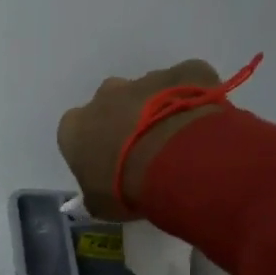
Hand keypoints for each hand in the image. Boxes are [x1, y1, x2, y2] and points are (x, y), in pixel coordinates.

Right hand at [57, 59, 224, 220]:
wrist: (177, 161)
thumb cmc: (125, 187)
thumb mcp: (99, 203)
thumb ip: (94, 193)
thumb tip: (97, 194)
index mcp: (75, 128)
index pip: (75, 131)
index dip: (91, 146)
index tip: (105, 162)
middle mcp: (104, 96)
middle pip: (110, 103)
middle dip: (122, 120)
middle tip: (142, 149)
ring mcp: (145, 79)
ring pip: (148, 91)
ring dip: (157, 109)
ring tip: (175, 140)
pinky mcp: (184, 71)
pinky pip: (187, 81)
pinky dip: (193, 96)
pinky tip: (200, 122)